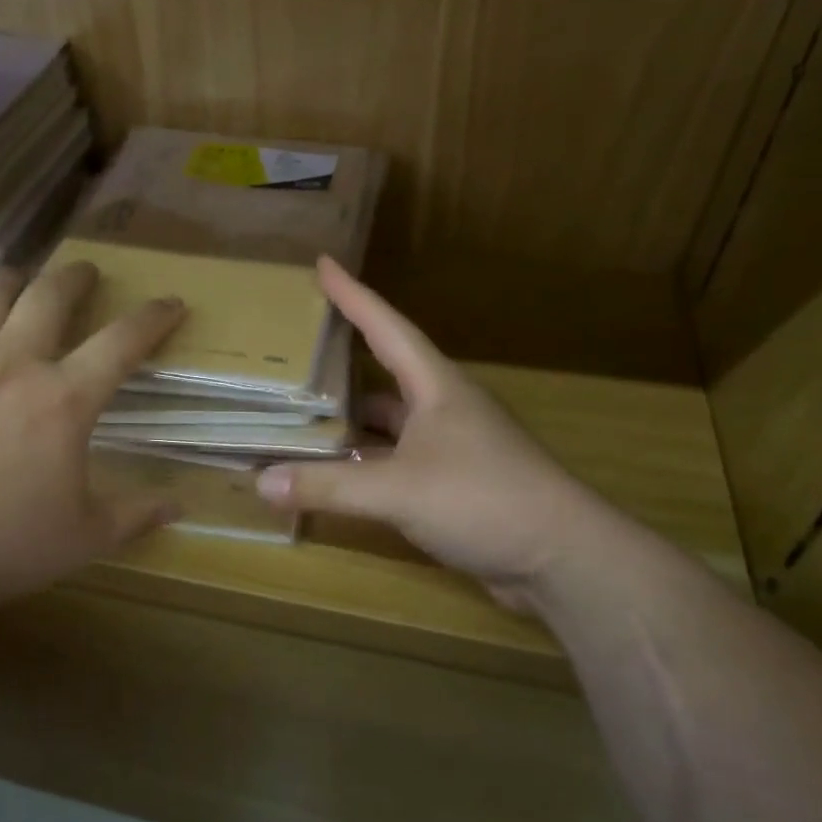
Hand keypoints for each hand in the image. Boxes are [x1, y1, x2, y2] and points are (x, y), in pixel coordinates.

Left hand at [0, 261, 185, 605]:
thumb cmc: (8, 545)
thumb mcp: (87, 536)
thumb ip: (136, 514)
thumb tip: (179, 507)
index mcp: (64, 401)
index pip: (121, 341)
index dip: (153, 318)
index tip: (170, 304)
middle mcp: (13, 366)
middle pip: (48, 295)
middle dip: (75, 276)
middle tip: (86, 273)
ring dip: (14, 281)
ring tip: (24, 282)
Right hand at [255, 258, 598, 607]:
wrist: (561, 557)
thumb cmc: (483, 500)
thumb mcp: (398, 490)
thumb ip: (328, 486)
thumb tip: (260, 482)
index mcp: (436, 388)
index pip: (387, 328)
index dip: (353, 296)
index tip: (323, 264)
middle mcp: (444, 409)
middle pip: (385, 374)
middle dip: (343, 363)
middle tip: (297, 353)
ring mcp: (451, 447)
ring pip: (390, 423)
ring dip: (352, 422)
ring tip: (302, 418)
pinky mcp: (454, 484)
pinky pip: (397, 461)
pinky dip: (365, 464)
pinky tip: (337, 475)